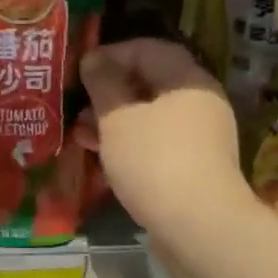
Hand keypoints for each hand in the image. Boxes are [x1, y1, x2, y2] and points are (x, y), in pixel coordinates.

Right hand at [79, 39, 252, 232]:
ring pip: (149, 115)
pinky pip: (155, 142)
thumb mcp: (117, 117)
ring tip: (80, 131)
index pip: (148, 49)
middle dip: (109, 90)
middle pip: (149, 82)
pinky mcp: (193, 167)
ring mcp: (199, 137)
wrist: (199, 229)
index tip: (81, 69)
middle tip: (78, 102)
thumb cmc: (154, 161)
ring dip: (113, 119)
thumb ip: (103, 83)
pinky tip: (100, 154)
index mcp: (188, 80)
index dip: (111, 53)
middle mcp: (200, 102)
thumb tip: (94, 59)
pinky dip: (128, 142)